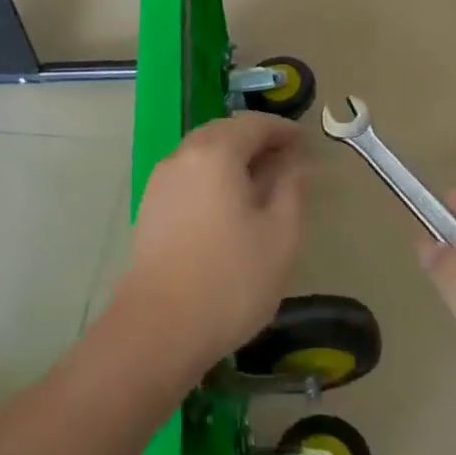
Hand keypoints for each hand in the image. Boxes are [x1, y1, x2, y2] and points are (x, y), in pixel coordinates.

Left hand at [116, 113, 309, 377]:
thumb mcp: (281, 234)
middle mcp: (183, 156)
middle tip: (286, 159)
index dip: (283, 129)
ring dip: (233, 157)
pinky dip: (213, 176)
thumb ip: (292, 188)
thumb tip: (295, 162)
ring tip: (260, 182)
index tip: (306, 142)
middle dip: (256, 139)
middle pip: (224, 132)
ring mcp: (160, 182)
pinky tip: (228, 205)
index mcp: (216, 153)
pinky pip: (188, 175)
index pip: (254, 124)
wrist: (158, 330)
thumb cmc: (231, 279)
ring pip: (203, 153)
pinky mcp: (150, 208)